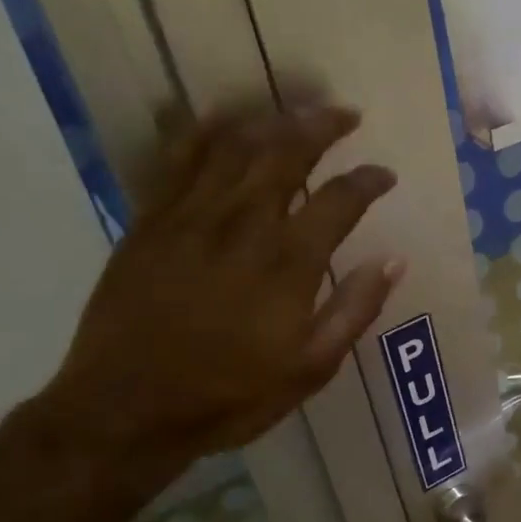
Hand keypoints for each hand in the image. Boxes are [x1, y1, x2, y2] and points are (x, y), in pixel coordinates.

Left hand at [38, 104, 400, 461]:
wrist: (127, 410)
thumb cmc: (229, 396)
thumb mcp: (309, 369)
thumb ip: (354, 310)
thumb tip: (393, 261)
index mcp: (287, 265)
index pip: (339, 201)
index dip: (368, 181)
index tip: (385, 175)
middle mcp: (241, 225)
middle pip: (286, 153)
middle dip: (321, 126)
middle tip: (345, 114)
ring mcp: (189, 217)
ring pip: (234, 145)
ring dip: (271, 120)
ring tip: (295, 111)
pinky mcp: (150, 221)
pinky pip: (178, 158)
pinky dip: (205, 131)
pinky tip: (224, 120)